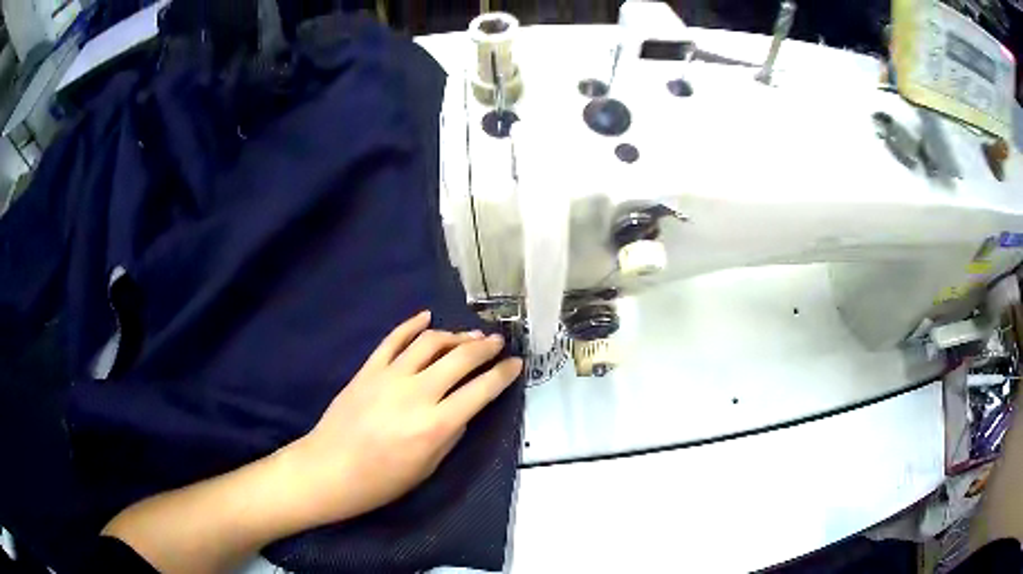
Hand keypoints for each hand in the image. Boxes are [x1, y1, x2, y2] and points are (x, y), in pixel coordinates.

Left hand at [284, 311, 522, 525]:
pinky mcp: (368, 369)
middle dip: (485, 347)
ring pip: (430, 342)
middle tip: (498, 342)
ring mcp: (389, 376)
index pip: (481, 390)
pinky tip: (426, 317)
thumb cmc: (382, 481)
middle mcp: (417, 394)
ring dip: (455, 335)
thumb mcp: (428, 468)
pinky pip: (393, 339)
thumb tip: (464, 408)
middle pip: (460, 358)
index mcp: (436, 425)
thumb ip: (450, 434)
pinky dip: (411, 324)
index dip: (504, 374)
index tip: (516, 364)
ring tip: (470, 335)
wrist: (330, 470)